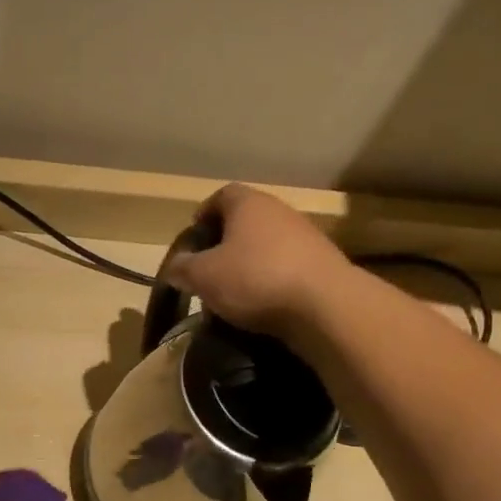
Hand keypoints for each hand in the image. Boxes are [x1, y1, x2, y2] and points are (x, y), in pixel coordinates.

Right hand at [163, 184, 351, 340]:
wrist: (324, 305)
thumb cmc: (255, 279)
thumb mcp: (203, 276)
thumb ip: (183, 268)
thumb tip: (176, 266)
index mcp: (249, 204)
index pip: (221, 195)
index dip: (204, 214)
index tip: (193, 237)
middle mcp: (279, 211)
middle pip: (246, 220)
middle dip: (225, 243)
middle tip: (208, 269)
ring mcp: (306, 236)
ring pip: (267, 245)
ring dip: (249, 263)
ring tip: (233, 292)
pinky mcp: (322, 264)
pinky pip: (286, 267)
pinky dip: (271, 280)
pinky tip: (262, 304)